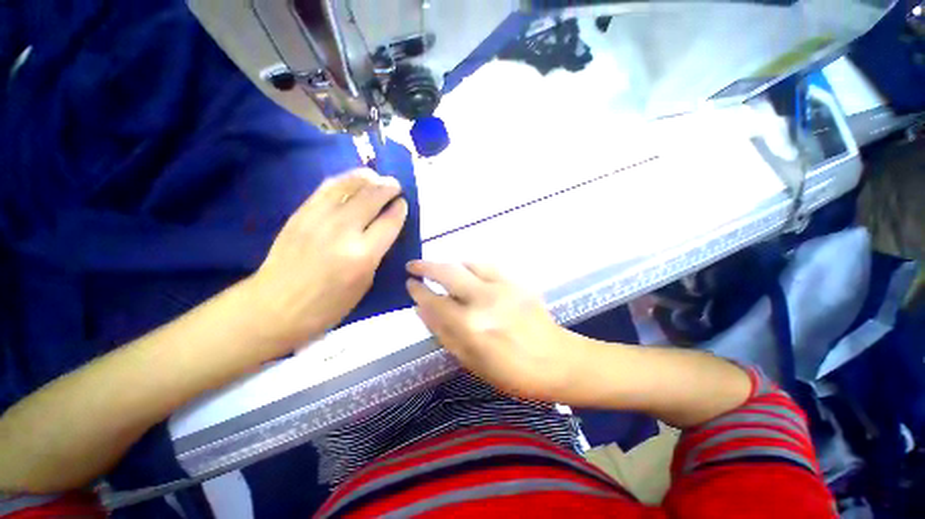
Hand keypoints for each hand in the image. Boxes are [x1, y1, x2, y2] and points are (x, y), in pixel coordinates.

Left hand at [248, 168, 407, 351]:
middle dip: (388, 188)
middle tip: (396, 186)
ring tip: (377, 177)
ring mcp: (319, 218)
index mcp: (363, 255)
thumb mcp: (364, 284)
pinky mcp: (301, 212)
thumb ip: (377, 254)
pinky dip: (345, 179)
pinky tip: (353, 180)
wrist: (274, 306)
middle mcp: (343, 231)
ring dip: (368, 178)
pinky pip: (327, 187)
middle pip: (372, 197)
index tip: (404, 203)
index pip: (389, 222)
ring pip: (349, 186)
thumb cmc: (327, 305)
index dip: (400, 209)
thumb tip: (385, 230)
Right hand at [406, 261, 584, 402]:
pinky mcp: (516, 282)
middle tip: (414, 266)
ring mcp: (502, 287)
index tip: (410, 284)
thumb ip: (444, 334)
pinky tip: (468, 272)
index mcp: (471, 327)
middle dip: (426, 266)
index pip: (435, 301)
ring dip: (450, 264)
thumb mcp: (471, 362)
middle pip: (448, 272)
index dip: (418, 291)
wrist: (557, 360)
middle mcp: (484, 300)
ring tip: (441, 270)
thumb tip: (422, 310)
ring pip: (467, 263)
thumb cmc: (511, 372)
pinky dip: (471, 266)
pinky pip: (487, 265)